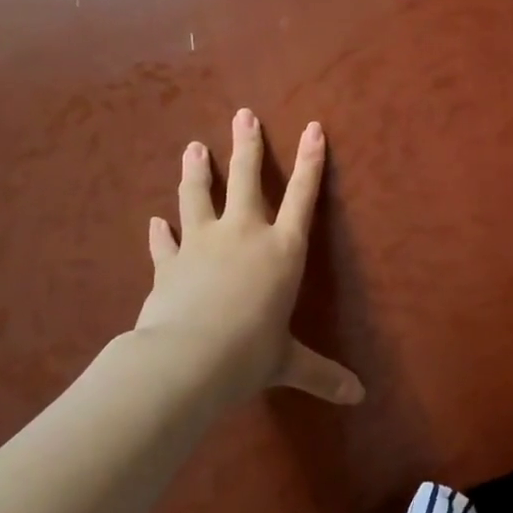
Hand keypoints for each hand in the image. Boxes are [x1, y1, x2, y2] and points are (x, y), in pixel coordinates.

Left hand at [117, 109, 363, 409]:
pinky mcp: (170, 264)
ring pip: (199, 196)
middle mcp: (244, 235)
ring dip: (197, 170)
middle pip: (246, 179)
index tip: (313, 128)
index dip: (311, 161)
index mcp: (282, 250)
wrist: (186, 360)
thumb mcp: (288, 363)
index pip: (303, 196)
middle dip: (246, 145)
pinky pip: (165, 241)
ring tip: (193, 146)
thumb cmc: (249, 355)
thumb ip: (322, 374)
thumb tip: (359, 397)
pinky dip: (160, 232)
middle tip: (243, 115)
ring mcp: (202, 244)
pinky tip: (153, 220)